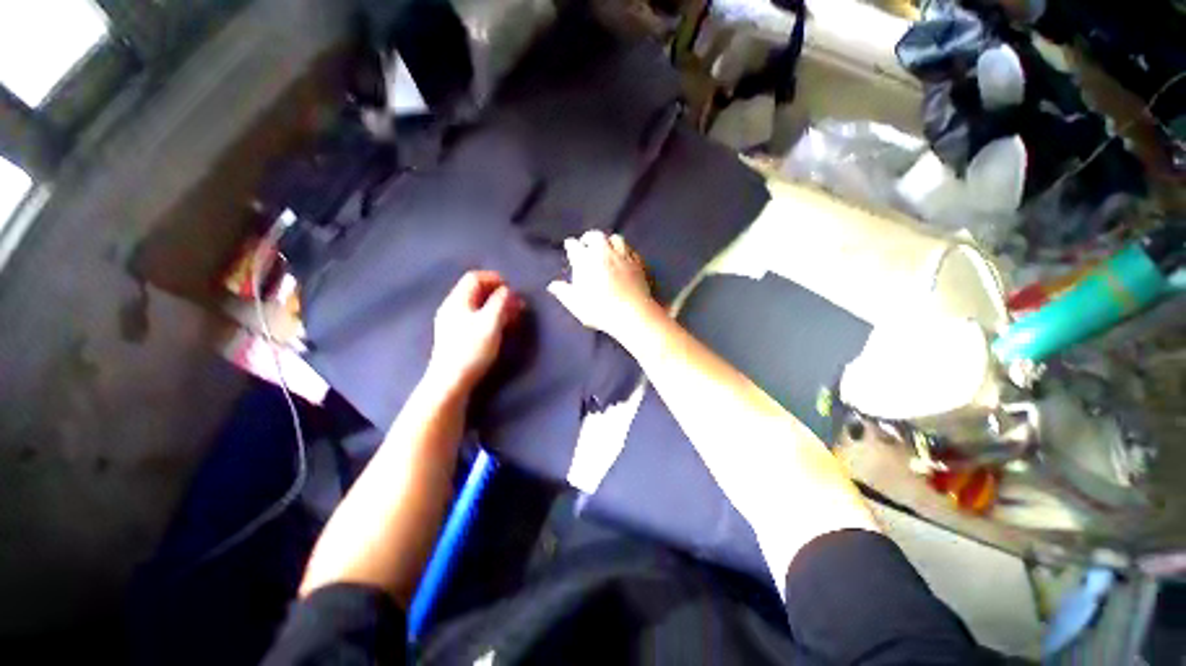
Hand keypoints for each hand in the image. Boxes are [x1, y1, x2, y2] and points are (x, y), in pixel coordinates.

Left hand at [425, 271, 522, 398]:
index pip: (475, 278)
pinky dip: (490, 317)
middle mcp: (453, 307)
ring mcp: (453, 322)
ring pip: (477, 306)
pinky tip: (500, 328)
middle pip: (476, 291)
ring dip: (496, 307)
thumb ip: (500, 303)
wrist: (450, 381)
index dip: (494, 279)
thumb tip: (508, 290)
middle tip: (517, 303)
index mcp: (458, 300)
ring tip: (513, 315)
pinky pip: (475, 318)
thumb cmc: (472, 349)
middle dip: (498, 294)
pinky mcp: (456, 336)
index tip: (512, 288)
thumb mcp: (490, 323)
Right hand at [547, 231, 656, 339]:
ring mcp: (623, 255)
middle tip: (587, 243)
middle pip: (595, 236)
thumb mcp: (576, 304)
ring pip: (615, 238)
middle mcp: (603, 253)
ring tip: (607, 247)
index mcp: (585, 261)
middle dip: (589, 238)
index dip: (571, 246)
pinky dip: (625, 250)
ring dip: (609, 241)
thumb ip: (564, 292)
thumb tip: (553, 286)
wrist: (631, 313)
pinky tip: (625, 256)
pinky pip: (631, 249)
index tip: (570, 246)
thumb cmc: (599, 310)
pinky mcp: (638, 262)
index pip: (574, 246)